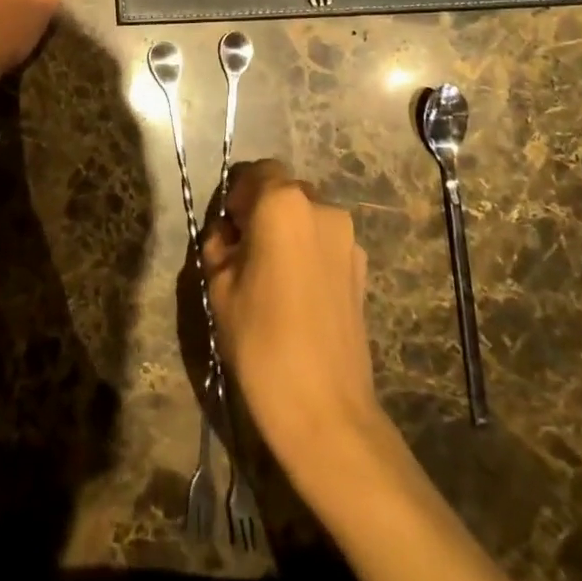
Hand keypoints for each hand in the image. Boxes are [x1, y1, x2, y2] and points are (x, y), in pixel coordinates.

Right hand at [203, 160, 382, 482]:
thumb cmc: (260, 340)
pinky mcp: (362, 270)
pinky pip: (326, 243)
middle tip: (244, 251)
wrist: (325, 409)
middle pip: (285, 190)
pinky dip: (308, 252)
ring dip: (287, 231)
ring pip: (308, 217)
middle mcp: (322, 208)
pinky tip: (297, 294)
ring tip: (271, 276)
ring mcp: (348, 239)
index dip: (236, 194)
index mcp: (283, 204)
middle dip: (262, 210)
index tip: (226, 228)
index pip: (257, 171)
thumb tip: (229, 235)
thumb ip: (220, 245)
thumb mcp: (219, 286)